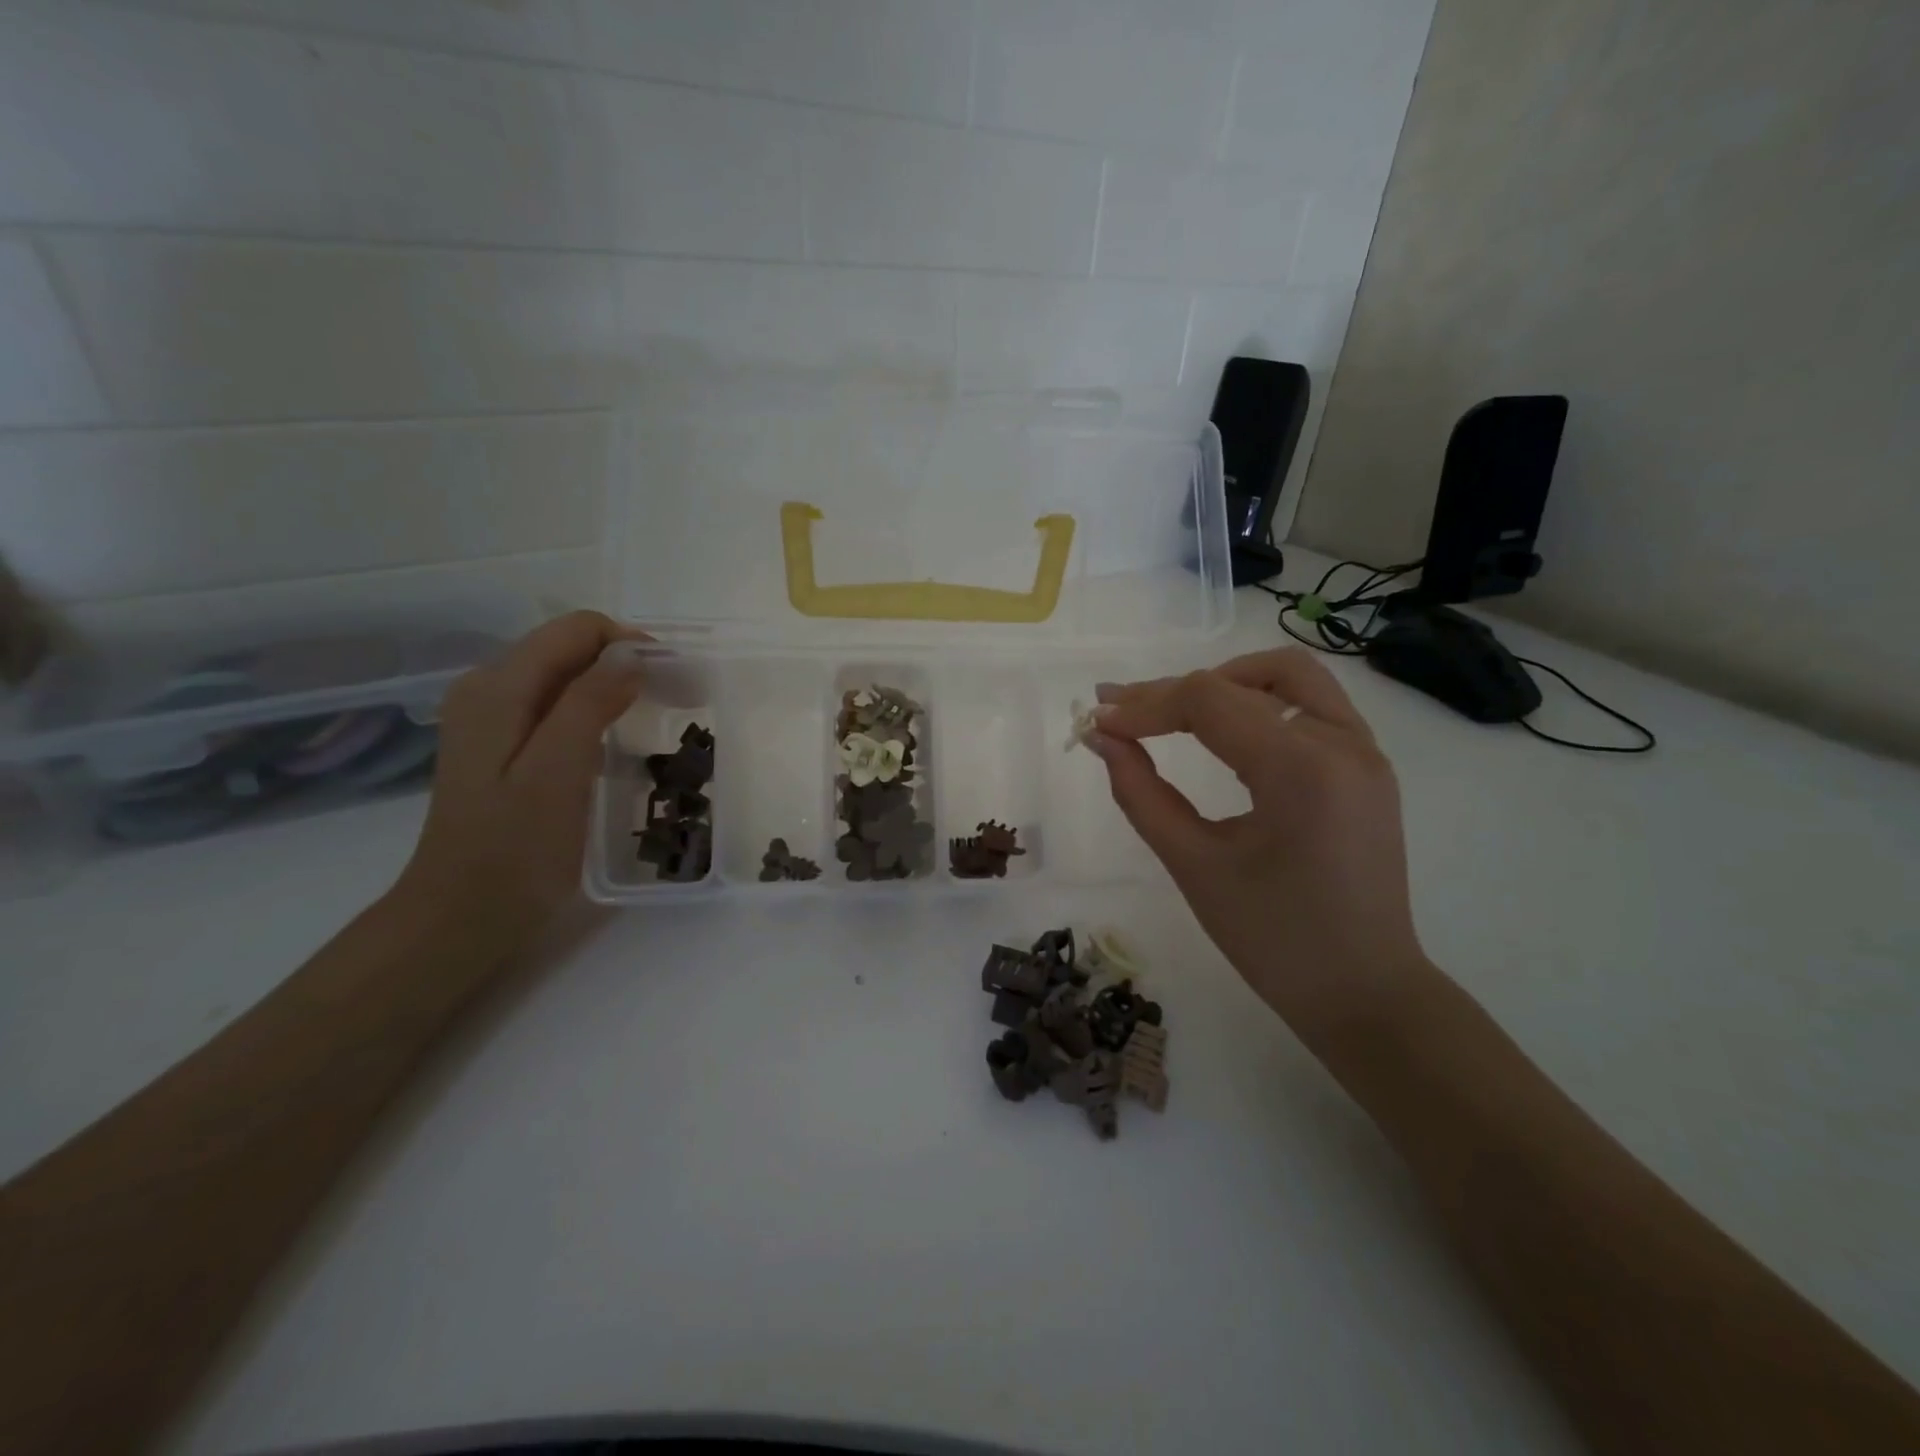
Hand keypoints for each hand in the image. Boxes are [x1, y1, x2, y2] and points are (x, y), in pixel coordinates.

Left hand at [394, 612, 645, 954]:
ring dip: (613, 686)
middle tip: (673, 700)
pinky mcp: (503, 744)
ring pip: (566, 676)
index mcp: (498, 687)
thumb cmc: (516, 847)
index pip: (576, 630)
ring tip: (654, 719)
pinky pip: (557, 705)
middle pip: (569, 648)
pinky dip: (595, 710)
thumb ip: (590, 703)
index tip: (673, 679)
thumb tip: (631, 653)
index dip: (629, 643)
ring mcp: (493, 717)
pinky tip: (615, 742)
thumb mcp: (558, 771)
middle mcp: (489, 688)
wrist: (466, 912)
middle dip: (624, 662)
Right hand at [1087, 649, 1429, 1034]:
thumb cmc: (1271, 939)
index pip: (1208, 702)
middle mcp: (1342, 743)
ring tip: (1174, 711)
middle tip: (1120, 709)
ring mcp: (1364, 751)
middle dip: (1173, 691)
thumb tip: (1102, 739)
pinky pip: (1311, 704)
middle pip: (1243, 681)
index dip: (1144, 705)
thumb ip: (1141, 793)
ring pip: (1288, 676)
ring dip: (1225, 682)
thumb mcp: (1193, 865)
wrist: (1363, 993)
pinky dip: (1261, 701)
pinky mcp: (1368, 767)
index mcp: (1301, 770)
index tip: (1097, 721)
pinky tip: (1226, 729)